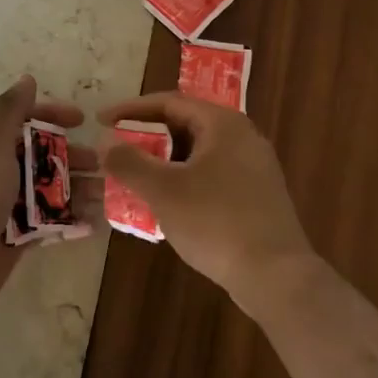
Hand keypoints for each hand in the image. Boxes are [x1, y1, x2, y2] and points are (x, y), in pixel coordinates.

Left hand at [0, 76, 91, 328]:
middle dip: (70, 156)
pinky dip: (70, 220)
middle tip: (100, 165)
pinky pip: (47, 222)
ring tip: (106, 196)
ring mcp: (3, 206)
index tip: (82, 120)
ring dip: (77, 189)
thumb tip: (27, 79)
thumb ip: (9, 112)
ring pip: (47, 189)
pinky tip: (94, 223)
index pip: (20, 119)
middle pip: (38, 154)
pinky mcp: (14, 237)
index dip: (51, 115)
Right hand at [100, 93, 317, 314]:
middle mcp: (243, 137)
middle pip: (185, 125)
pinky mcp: (257, 195)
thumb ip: (129, 162)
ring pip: (198, 153)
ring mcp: (254, 167)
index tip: (101, 121)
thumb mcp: (163, 190)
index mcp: (223, 124)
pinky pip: (212, 174)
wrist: (275, 276)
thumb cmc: (215, 222)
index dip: (130, 110)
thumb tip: (104, 142)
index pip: (169, 102)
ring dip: (164, 161)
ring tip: (136, 177)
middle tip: (117, 150)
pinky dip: (184, 180)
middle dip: (147, 136)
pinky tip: (167, 203)